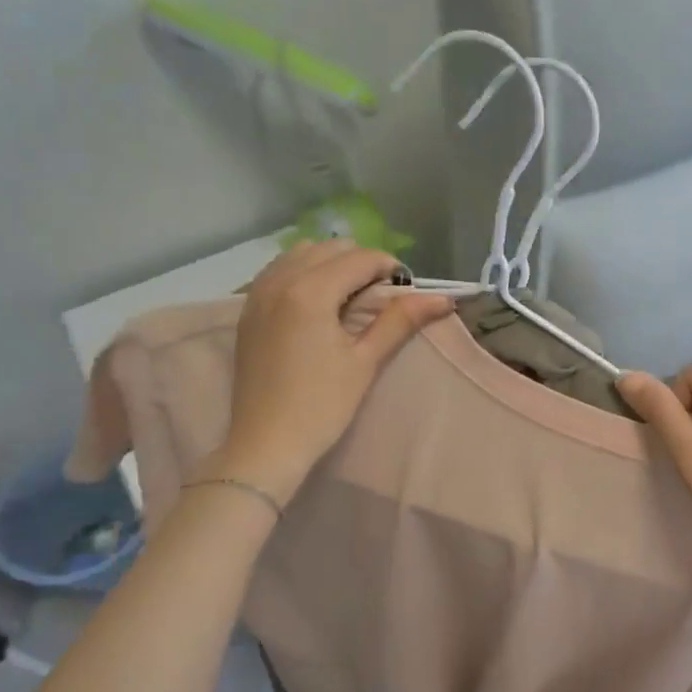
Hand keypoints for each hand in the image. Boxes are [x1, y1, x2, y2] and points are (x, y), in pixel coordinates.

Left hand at [211, 240, 452, 503]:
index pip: (359, 258)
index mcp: (310, 291)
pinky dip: (304, 273)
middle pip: (330, 248)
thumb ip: (400, 321)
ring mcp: (257, 293)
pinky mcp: (248, 309)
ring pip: (301, 253)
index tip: (405, 292)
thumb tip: (443, 299)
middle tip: (379, 298)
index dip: (389, 269)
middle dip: (360, 263)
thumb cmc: (322, 406)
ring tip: (349, 299)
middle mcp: (279, 280)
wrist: (266, 443)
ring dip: (331, 264)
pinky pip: (279, 271)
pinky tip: (317, 304)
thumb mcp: (366, 361)